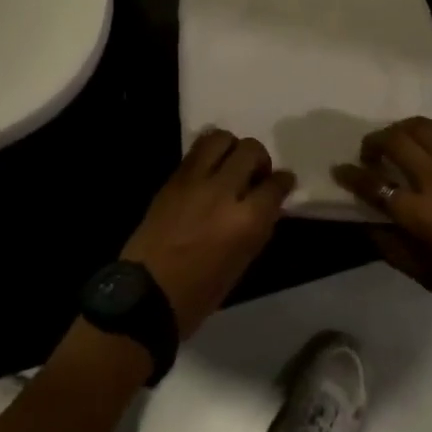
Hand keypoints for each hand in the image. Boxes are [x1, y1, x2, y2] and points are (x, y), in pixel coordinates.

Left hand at [121, 130, 295, 337]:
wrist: (148, 293)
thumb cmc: (200, 292)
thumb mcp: (242, 263)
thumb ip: (257, 226)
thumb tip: (267, 202)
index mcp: (246, 221)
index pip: (275, 185)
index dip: (283, 181)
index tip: (284, 182)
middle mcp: (223, 192)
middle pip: (250, 150)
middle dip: (260, 158)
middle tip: (256, 174)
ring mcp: (195, 180)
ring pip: (221, 138)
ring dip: (232, 147)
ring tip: (231, 164)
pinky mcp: (174, 178)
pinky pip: (197, 150)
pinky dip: (209, 152)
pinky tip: (210, 168)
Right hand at [335, 118, 431, 343]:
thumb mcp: (426, 277)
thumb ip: (391, 245)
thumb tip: (367, 220)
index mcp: (421, 215)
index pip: (373, 183)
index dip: (351, 174)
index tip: (340, 170)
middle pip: (395, 141)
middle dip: (373, 142)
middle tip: (370, 155)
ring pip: (422, 127)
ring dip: (401, 130)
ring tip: (397, 142)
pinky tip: (429, 142)